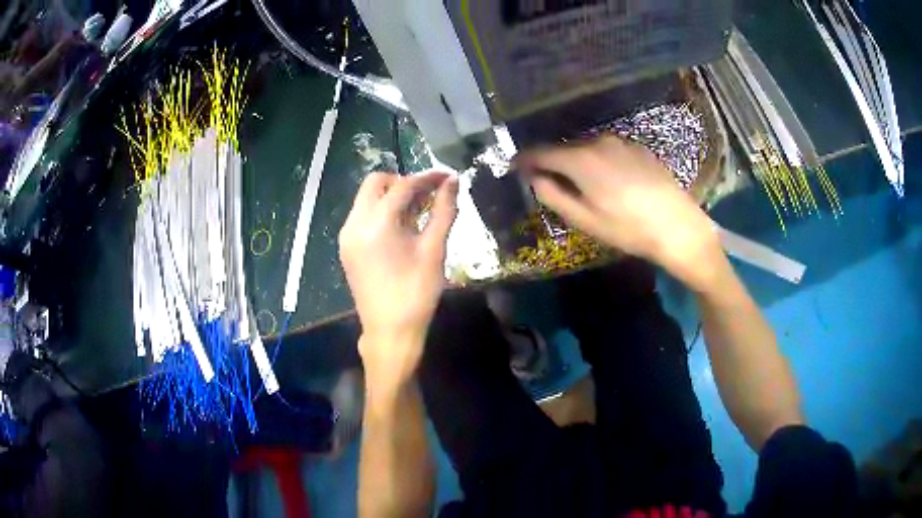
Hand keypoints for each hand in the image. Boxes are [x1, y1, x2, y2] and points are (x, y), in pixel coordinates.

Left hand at [339, 172, 458, 385]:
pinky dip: (380, 212)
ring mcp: (347, 236)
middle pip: (376, 183)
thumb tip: (454, 182)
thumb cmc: (416, 293)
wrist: (390, 332)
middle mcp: (354, 223)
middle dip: (403, 182)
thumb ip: (444, 211)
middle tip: (428, 195)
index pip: (402, 185)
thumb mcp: (434, 250)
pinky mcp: (346, 248)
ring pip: (366, 198)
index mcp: (376, 223)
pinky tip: (400, 228)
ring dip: (391, 197)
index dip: (427, 177)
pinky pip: (362, 216)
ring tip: (418, 212)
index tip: (448, 177)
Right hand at [516, 136, 722, 289]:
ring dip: (577, 161)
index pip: (542, 152)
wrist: (678, 226)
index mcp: (581, 160)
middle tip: (548, 181)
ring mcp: (621, 142)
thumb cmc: (628, 228)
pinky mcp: (638, 148)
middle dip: (553, 162)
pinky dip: (600, 161)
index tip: (515, 167)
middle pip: (565, 149)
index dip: (525, 159)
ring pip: (587, 148)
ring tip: (581, 184)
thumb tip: (533, 179)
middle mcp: (598, 142)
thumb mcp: (585, 220)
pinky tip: (610, 181)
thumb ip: (553, 195)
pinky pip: (608, 151)